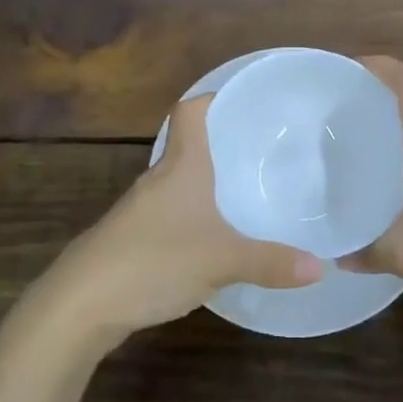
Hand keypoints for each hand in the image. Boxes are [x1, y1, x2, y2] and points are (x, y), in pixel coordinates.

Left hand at [37, 95, 322, 346]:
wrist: (82, 303)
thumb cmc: (155, 260)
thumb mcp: (223, 261)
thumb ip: (271, 262)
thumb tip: (321, 267)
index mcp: (181, 166)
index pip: (190, 112)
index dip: (214, 98)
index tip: (244, 101)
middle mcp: (159, 178)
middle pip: (188, 145)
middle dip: (222, 145)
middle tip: (262, 150)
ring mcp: (140, 208)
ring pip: (180, 182)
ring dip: (207, 182)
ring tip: (246, 190)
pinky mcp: (132, 237)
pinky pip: (171, 212)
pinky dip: (194, 214)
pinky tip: (213, 236)